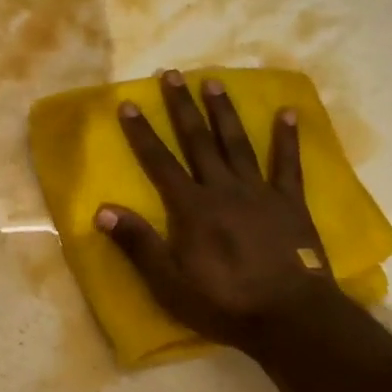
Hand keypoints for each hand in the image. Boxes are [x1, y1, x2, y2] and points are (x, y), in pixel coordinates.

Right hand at [97, 70, 338, 352]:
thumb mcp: (169, 282)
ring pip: (237, 143)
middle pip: (198, 141)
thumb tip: (101, 210)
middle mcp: (222, 189)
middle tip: (171, 74)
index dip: (142, 133)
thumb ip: (138, 243)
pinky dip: (287, 137)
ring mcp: (259, 192)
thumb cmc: (224, 302)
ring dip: (223, 112)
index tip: (129, 103)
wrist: (290, 318)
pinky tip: (288, 111)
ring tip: (213, 81)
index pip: (159, 162)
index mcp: (191, 207)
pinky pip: (288, 164)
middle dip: (181, 107)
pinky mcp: (290, 202)